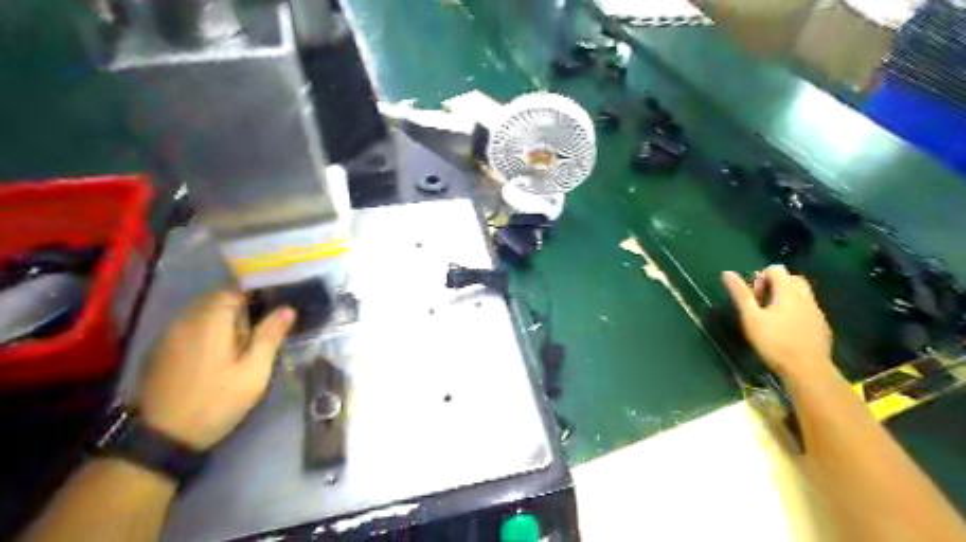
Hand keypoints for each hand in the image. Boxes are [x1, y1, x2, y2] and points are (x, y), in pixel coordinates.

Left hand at [138, 293, 292, 447]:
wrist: (162, 437)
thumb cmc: (216, 400)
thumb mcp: (253, 371)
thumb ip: (270, 336)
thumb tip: (288, 309)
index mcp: (210, 320)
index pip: (234, 290)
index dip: (257, 292)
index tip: (277, 302)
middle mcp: (186, 320)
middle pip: (218, 299)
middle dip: (243, 306)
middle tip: (266, 323)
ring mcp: (169, 334)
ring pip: (203, 313)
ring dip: (225, 318)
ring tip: (246, 337)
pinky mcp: (161, 350)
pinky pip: (190, 327)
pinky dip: (208, 329)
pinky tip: (220, 350)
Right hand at [721, 266, 834, 379]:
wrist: (808, 369)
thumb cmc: (774, 342)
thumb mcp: (751, 317)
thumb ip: (740, 294)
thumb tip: (727, 273)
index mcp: (788, 292)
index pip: (776, 269)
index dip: (761, 277)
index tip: (754, 296)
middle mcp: (805, 297)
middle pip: (792, 279)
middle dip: (776, 286)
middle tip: (762, 304)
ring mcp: (816, 312)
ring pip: (802, 295)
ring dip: (786, 299)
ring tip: (772, 317)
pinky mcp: (822, 327)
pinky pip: (808, 310)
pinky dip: (796, 312)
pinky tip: (786, 330)